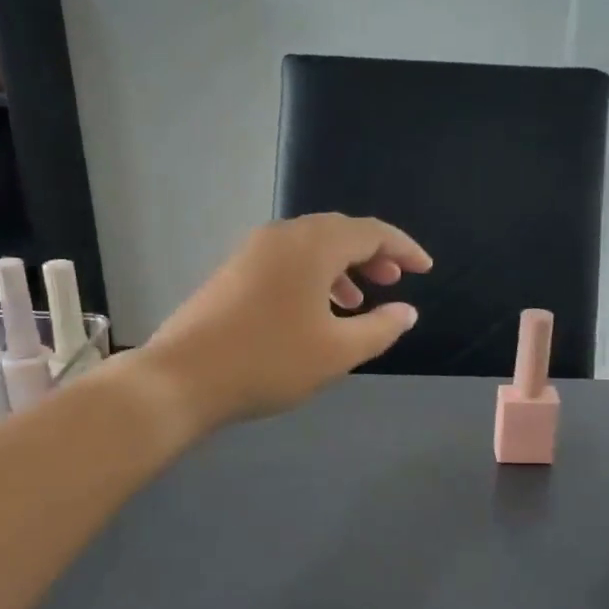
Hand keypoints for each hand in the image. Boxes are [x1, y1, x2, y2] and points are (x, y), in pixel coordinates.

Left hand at [140, 213, 431, 429]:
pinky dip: (313, 277)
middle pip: (339, 232)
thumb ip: (380, 328)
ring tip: (359, 301)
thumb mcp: (337, 352)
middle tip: (395, 280)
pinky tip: (316, 312)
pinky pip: (286, 261)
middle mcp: (282, 236)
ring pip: (311, 247)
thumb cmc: (269, 361)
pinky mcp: (233, 271)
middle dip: (372, 254)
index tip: (425, 269)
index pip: (371, 232)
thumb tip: (407, 311)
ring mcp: (252, 251)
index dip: (404, 248)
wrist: (183, 377)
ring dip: (342, 268)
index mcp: (313, 245)